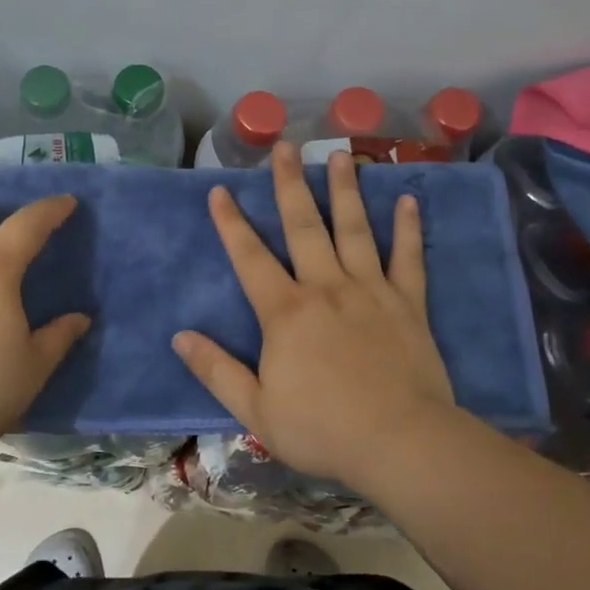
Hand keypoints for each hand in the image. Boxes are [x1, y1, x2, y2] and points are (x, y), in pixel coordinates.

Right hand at [172, 144, 458, 490]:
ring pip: (356, 230)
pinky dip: (409, 229)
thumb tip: (179, 337)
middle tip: (286, 146)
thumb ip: (216, 370)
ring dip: (346, 190)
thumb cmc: (323, 429)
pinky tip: (409, 200)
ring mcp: (371, 291)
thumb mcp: (256, 409)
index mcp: (285, 312)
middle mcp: (326, 287)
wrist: (401, 443)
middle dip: (290, 184)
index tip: (220, 190)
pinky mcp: (408, 304)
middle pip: (304, 226)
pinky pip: (409, 258)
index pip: (250, 257)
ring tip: (340, 155)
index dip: (231, 223)